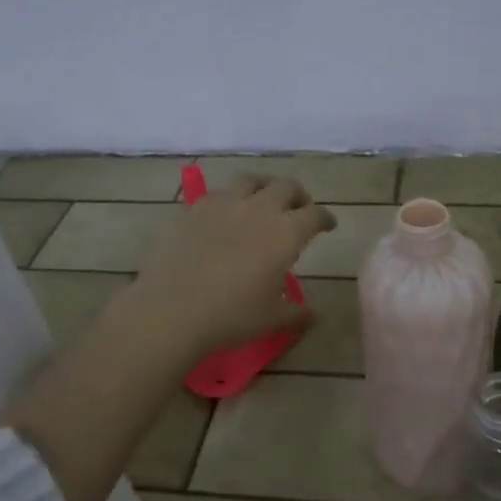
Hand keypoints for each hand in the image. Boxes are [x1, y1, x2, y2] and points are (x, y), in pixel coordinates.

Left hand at [124, 174, 335, 356]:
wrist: (172, 310)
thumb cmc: (232, 316)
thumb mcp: (272, 319)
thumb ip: (297, 313)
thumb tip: (314, 314)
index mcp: (286, 233)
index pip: (315, 215)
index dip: (325, 218)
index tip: (327, 225)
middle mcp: (258, 209)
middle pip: (286, 187)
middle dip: (298, 195)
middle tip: (300, 208)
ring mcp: (223, 205)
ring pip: (251, 181)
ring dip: (264, 187)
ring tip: (263, 201)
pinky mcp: (193, 210)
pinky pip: (218, 194)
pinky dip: (230, 199)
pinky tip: (225, 215)